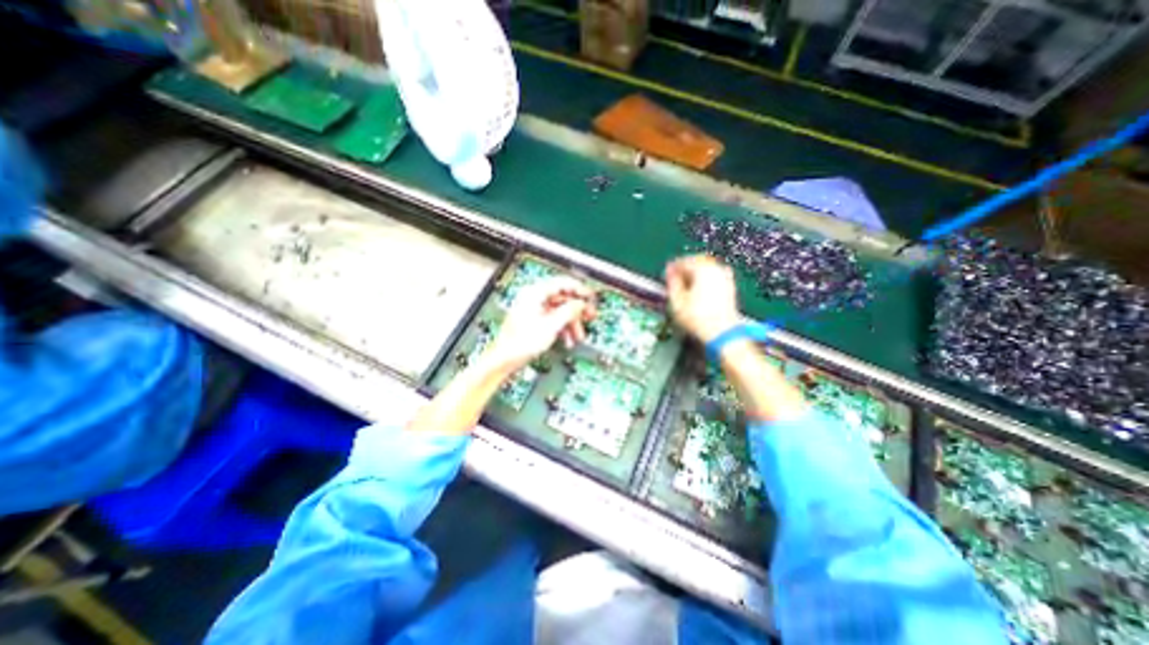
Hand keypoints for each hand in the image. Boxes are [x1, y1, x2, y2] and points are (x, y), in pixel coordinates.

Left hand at [482, 276, 597, 371]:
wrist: (504, 359)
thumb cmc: (520, 343)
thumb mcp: (551, 326)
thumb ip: (568, 311)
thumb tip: (580, 303)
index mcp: (534, 293)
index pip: (562, 283)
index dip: (579, 290)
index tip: (590, 297)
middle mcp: (533, 298)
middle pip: (562, 298)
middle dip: (576, 310)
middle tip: (589, 316)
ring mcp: (533, 309)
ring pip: (559, 310)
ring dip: (570, 323)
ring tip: (578, 336)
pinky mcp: (533, 320)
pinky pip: (553, 319)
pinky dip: (562, 328)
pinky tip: (567, 340)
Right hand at [671, 256, 741, 341]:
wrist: (722, 333)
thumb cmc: (698, 318)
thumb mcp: (677, 300)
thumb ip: (672, 283)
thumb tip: (670, 273)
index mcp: (702, 268)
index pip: (683, 261)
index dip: (672, 267)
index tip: (666, 274)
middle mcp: (716, 269)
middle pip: (697, 262)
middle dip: (685, 269)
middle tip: (674, 278)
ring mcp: (726, 278)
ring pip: (707, 268)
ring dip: (695, 274)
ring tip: (685, 285)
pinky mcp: (730, 288)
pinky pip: (715, 277)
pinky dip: (705, 280)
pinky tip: (699, 290)